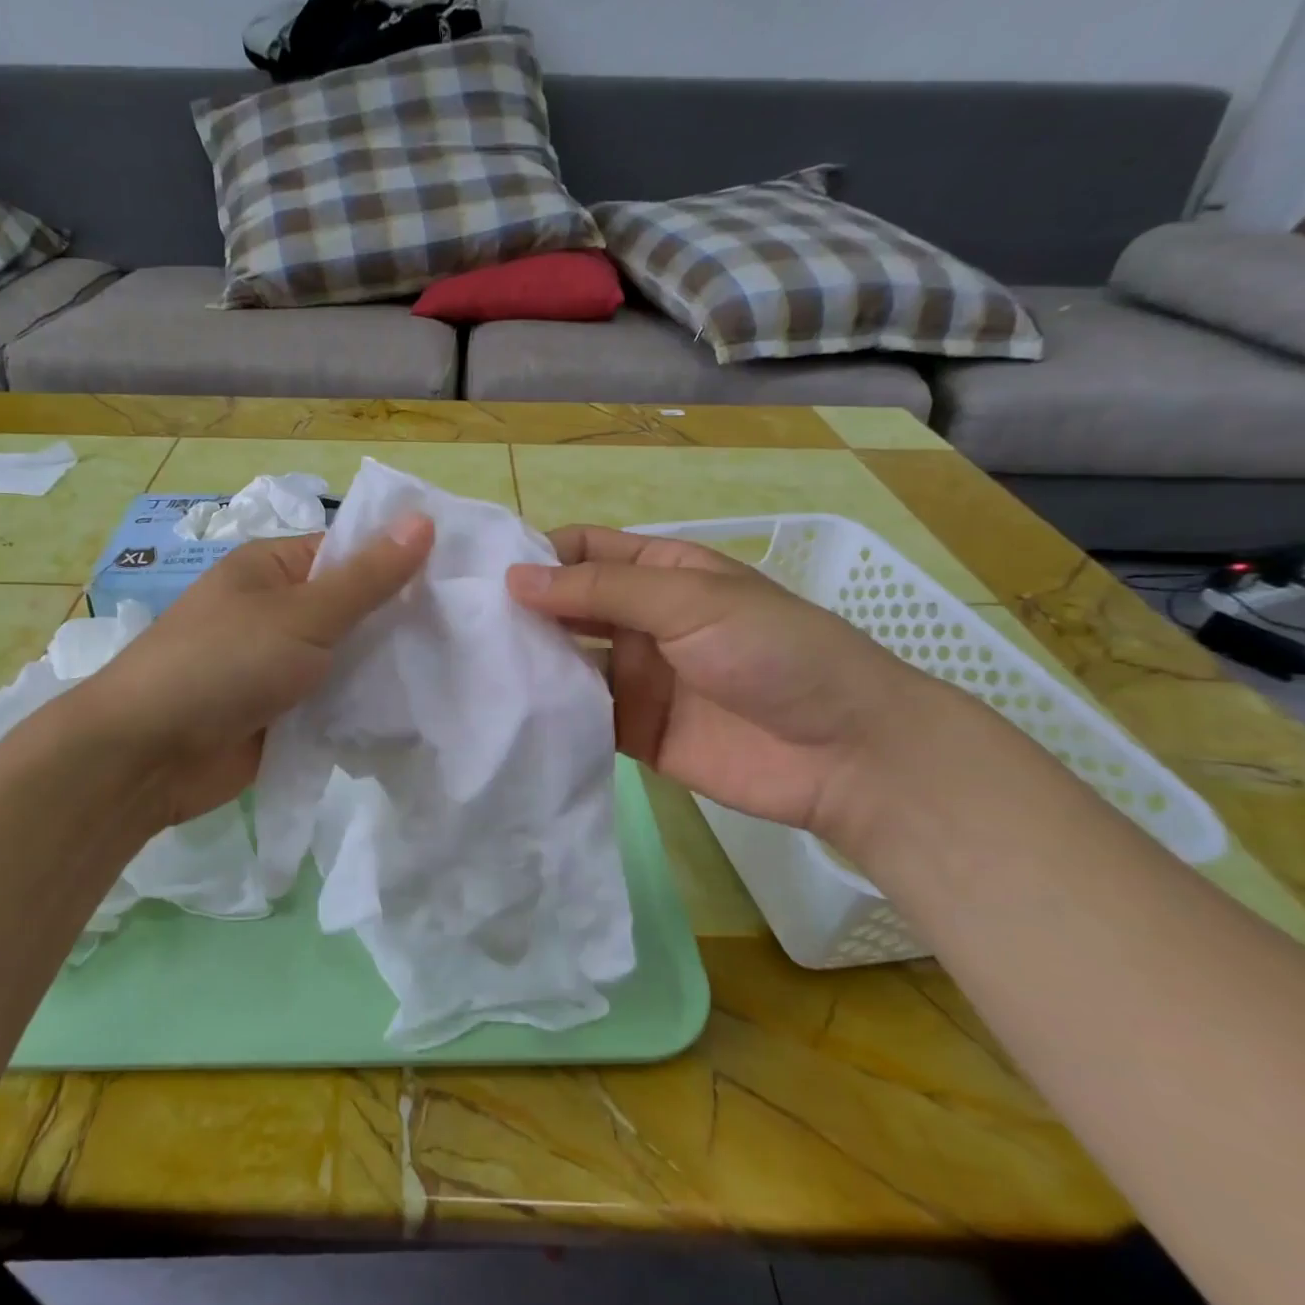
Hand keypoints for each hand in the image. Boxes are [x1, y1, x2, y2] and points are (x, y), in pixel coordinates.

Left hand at [78, 513, 434, 827]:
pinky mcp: (284, 715)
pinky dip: (364, 708)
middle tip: (468, 632)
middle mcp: (277, 612)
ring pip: (348, 660)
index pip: (348, 554)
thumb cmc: (222, 664)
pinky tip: (416, 714)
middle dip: (400, 623)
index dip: (400, 563)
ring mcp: (279, 667)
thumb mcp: (302, 615)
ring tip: (456, 672)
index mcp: (272, 570)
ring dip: (386, 670)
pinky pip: (335, 703)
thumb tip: (423, 520)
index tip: (458, 581)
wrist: (146, 756)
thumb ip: (367, 578)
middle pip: (353, 610)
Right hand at [506, 525, 951, 845]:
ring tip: (466, 664)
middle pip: (567, 606)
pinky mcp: (633, 730)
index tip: (479, 572)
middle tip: (458, 622)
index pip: (583, 551)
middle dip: (522, 610)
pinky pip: (580, 715)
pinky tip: (505, 711)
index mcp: (659, 573)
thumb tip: (513, 578)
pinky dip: (549, 711)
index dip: (537, 555)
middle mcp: (641, 621)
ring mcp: (636, 677)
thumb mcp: (689, 601)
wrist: (846, 753)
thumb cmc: (773, 651)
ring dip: (529, 660)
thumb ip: (601, 591)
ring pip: (567, 660)